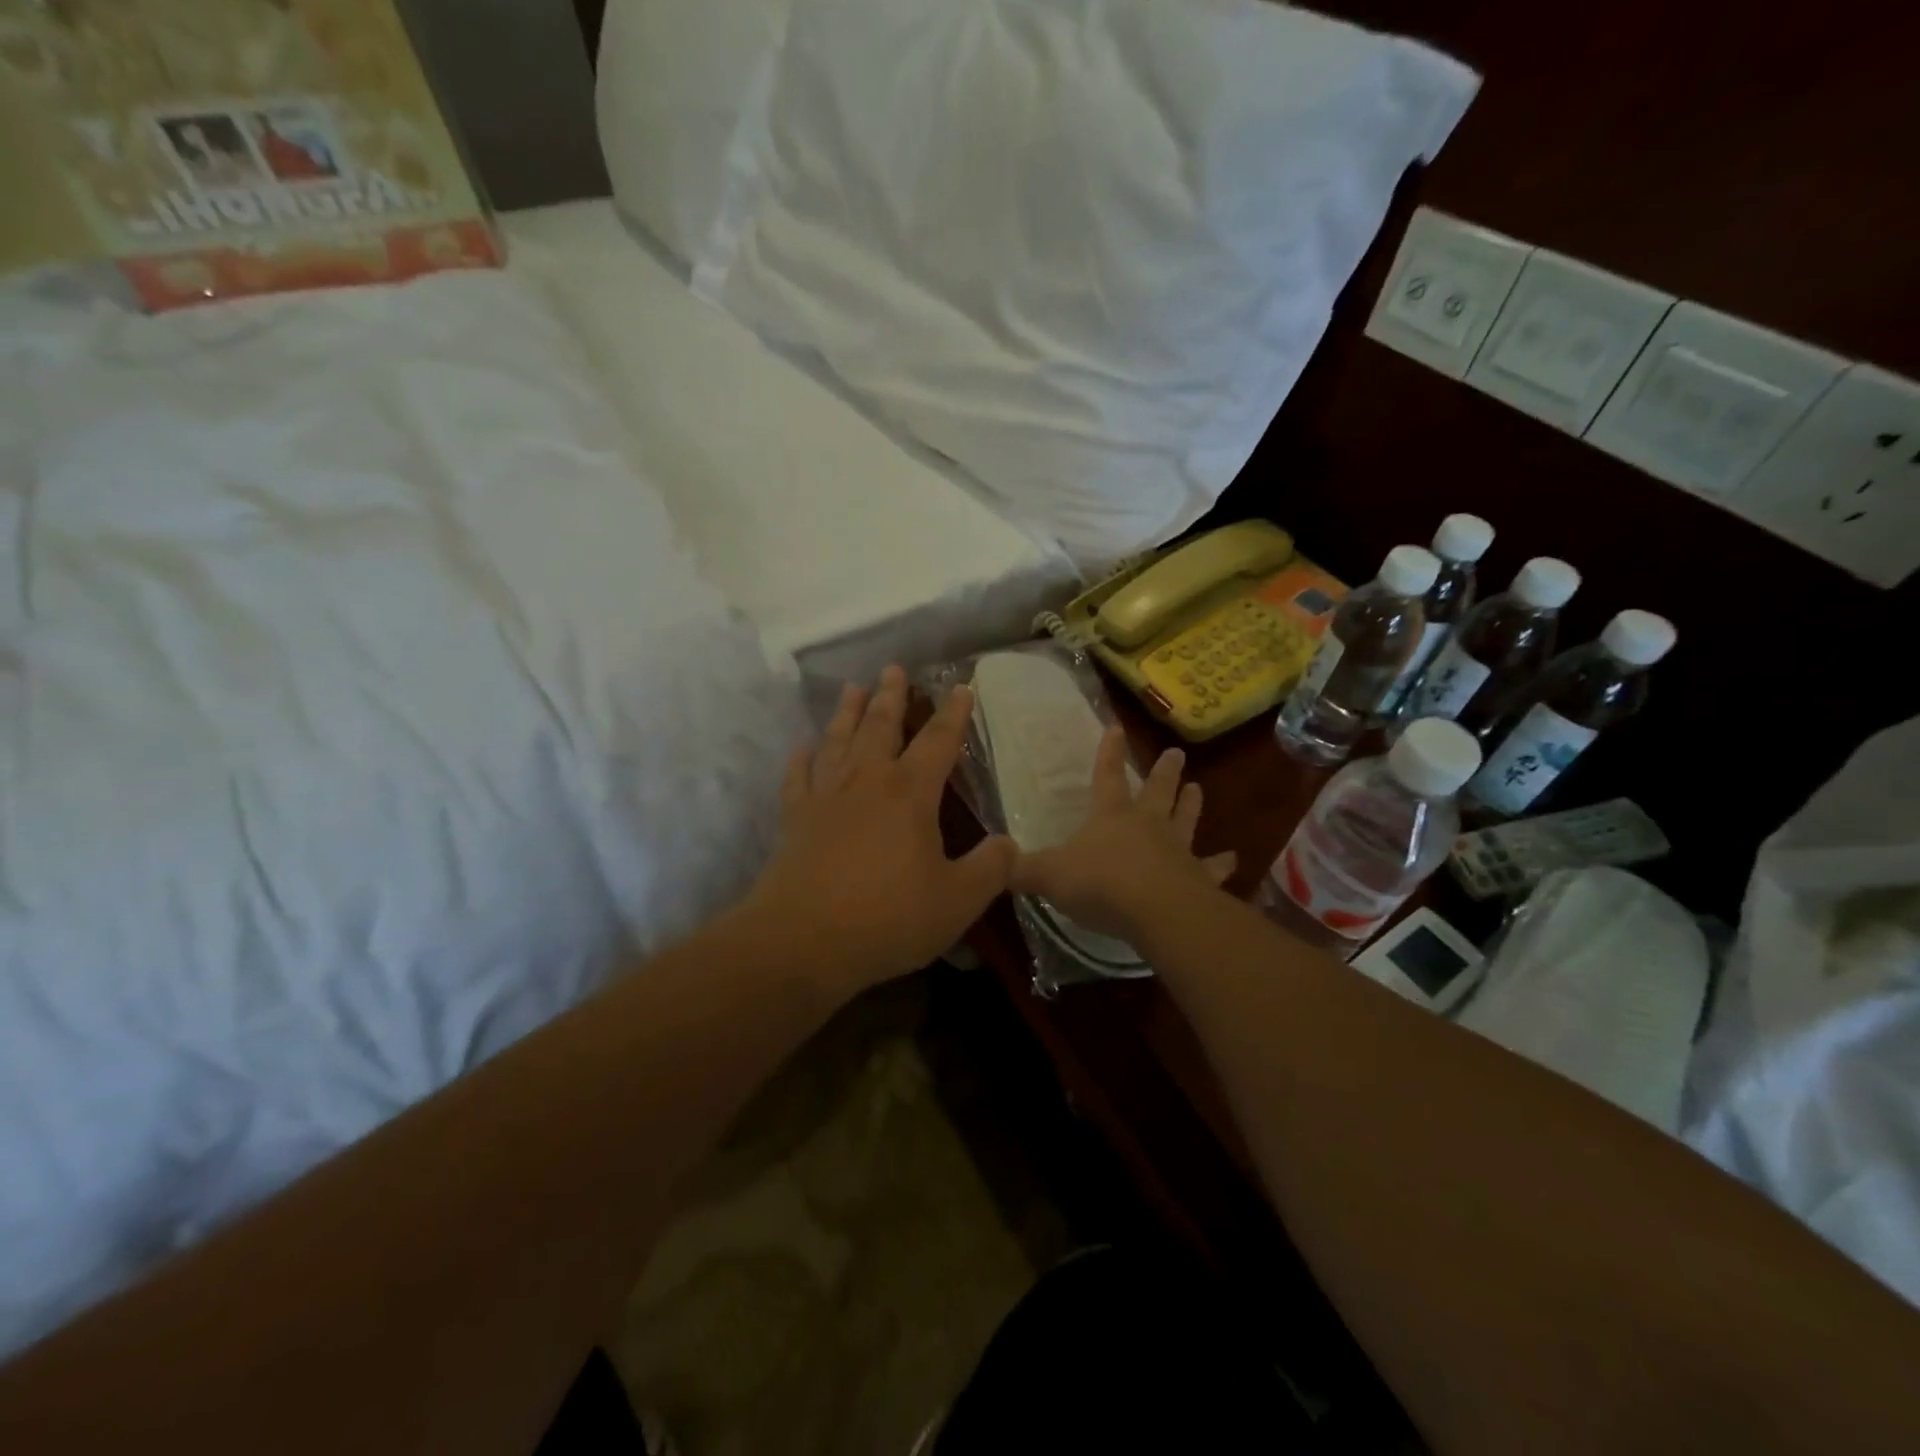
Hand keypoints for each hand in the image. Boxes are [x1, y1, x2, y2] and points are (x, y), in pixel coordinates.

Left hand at [739, 666, 1016, 995]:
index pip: (938, 742)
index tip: (962, 687)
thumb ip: (991, 869)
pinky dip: (801, 758)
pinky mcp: (794, 818)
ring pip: (837, 740)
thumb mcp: (958, 901)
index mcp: (910, 793)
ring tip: (852, 688)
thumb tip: (1009, 844)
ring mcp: (825, 796)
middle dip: (891, 696)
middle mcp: (866, 781)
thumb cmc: (888, 919)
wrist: (803, 941)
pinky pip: (797, 776)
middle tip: (894, 669)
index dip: (953, 714)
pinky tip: (804, 747)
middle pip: (880, 726)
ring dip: (847, 712)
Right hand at [1010, 726, 1235, 942]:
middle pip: (1157, 791)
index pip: (1106, 776)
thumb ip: (1020, 869)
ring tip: (1199, 788)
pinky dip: (1222, 864)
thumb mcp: (1048, 876)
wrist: (1155, 910)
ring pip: (1186, 819)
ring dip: (1192, 804)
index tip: (1116, 727)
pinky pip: (1212, 868)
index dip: (1108, 752)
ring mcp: (1177, 849)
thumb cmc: (1099, 883)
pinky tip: (1233, 860)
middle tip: (1177, 754)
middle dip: (1164, 771)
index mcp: (1111, 815)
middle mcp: (1147, 824)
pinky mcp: (1198, 877)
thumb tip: (994, 861)